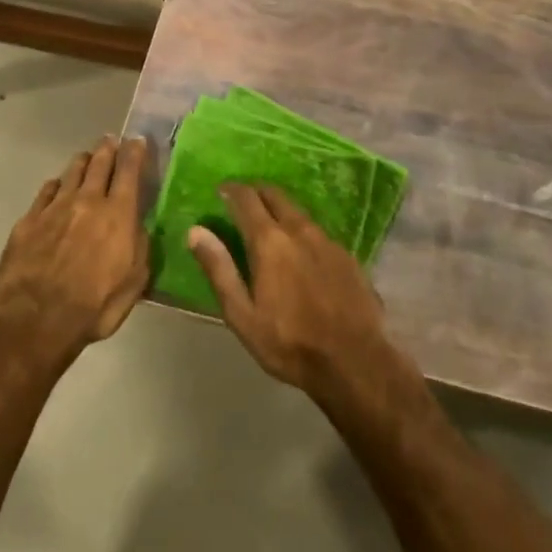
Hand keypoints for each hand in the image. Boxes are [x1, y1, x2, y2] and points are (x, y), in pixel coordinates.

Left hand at [0, 135, 149, 359]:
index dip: (135, 152)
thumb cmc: (94, 307)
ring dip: (83, 161)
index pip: (129, 171)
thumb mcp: (134, 283)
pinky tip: (57, 186)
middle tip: (111, 140)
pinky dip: (56, 184)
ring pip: (72, 172)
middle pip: (99, 164)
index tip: (137, 140)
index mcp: (118, 215)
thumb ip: (140, 248)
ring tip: (88, 157)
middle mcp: (87, 201)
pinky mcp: (29, 219)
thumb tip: (139, 225)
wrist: (36, 319)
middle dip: (108, 149)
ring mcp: (54, 208)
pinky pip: (46, 191)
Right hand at [188, 185, 395, 406]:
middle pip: (275, 195)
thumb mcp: (242, 314)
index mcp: (269, 241)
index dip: (231, 190)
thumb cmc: (288, 342)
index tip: (220, 190)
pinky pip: (317, 231)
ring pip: (298, 212)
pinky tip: (301, 250)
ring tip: (269, 223)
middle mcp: (299, 230)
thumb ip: (219, 269)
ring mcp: (327, 240)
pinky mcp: (347, 255)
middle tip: (242, 201)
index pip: (246, 199)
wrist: (354, 361)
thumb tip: (196, 231)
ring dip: (280, 209)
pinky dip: (301, 230)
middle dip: (256, 192)